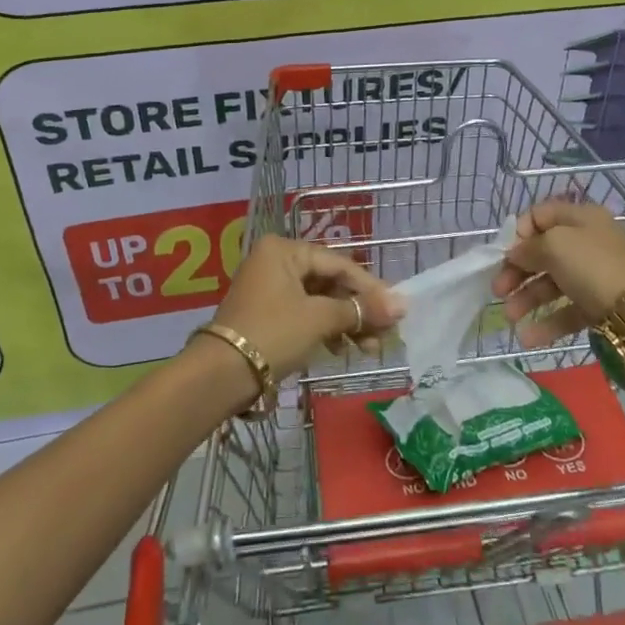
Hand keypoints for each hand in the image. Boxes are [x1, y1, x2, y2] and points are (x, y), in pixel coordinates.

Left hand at [208, 234, 403, 383]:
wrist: (221, 375)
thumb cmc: (274, 334)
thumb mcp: (320, 319)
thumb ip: (361, 310)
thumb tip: (402, 306)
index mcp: (285, 250)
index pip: (339, 264)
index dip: (371, 289)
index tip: (396, 312)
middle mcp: (275, 261)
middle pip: (330, 282)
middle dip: (358, 310)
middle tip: (383, 336)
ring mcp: (268, 287)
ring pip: (319, 300)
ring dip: (345, 323)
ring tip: (367, 349)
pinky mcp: (265, 313)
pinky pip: (304, 313)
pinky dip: (325, 329)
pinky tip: (341, 349)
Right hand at [489, 199, 624, 345]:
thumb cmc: (593, 266)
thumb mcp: (554, 246)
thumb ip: (528, 247)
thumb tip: (516, 253)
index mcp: (580, 218)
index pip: (540, 215)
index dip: (519, 232)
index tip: (504, 253)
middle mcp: (588, 242)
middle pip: (543, 252)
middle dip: (517, 271)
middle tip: (498, 290)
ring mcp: (595, 275)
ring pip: (553, 283)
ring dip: (527, 298)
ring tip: (510, 317)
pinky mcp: (600, 305)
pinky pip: (568, 309)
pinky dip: (547, 322)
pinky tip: (528, 338)